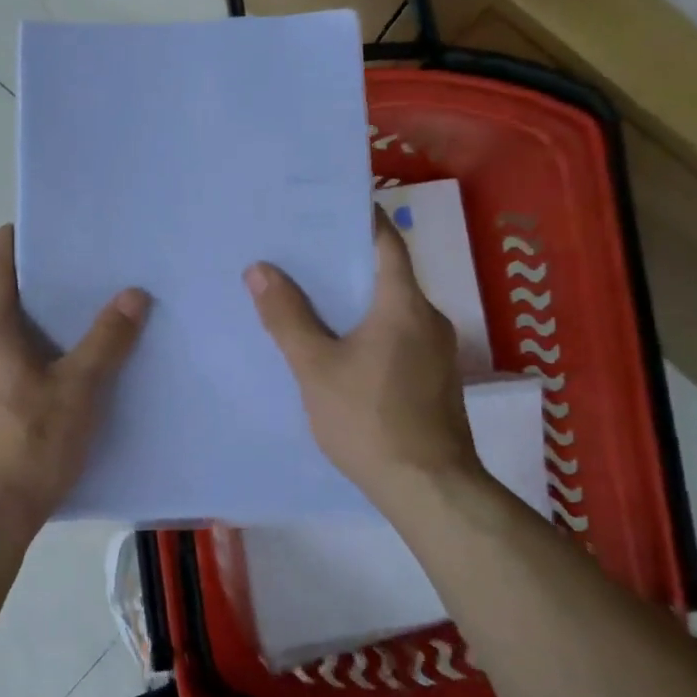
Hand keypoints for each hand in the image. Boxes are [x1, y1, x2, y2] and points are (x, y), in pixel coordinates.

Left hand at [0, 225, 149, 537]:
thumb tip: (133, 293)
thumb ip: (106, 341)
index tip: (22, 226)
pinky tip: (49, 391)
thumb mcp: (79, 391)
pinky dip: (20, 368)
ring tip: (70, 340)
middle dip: (32, 296)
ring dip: (28, 337)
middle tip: (73, 287)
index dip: (7, 245)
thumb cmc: (30, 445)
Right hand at [245, 210, 485, 518]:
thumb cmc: (369, 419)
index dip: (360, 219)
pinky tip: (337, 346)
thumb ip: (287, 317)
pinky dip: (368, 328)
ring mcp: (437, 351)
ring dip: (355, 299)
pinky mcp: (433, 379)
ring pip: (391, 308)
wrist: (428, 488)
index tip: (324, 208)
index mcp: (404, 304)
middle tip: (300, 253)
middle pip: (387, 274)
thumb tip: (259, 269)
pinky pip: (397, 336)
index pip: (387, 242)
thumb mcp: (316, 367)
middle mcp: (429, 318)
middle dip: (346, 261)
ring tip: (310, 297)